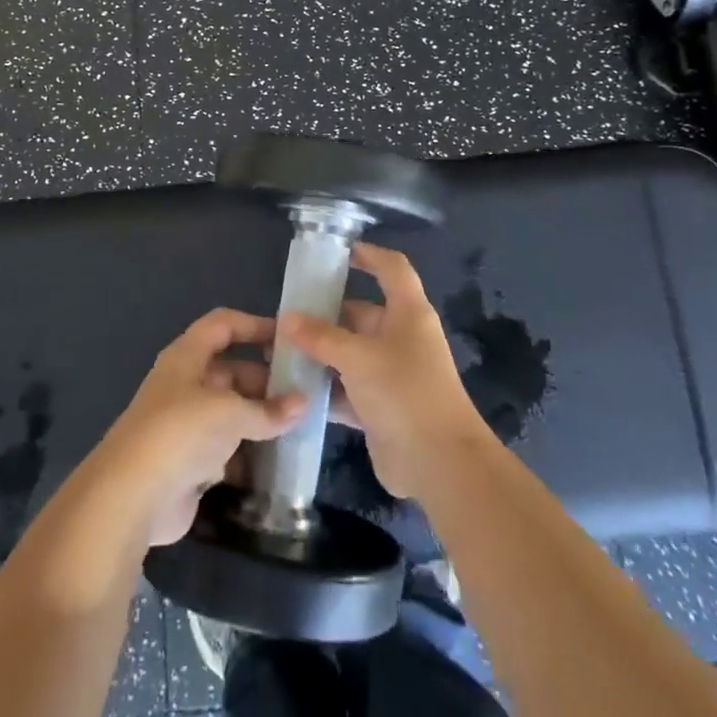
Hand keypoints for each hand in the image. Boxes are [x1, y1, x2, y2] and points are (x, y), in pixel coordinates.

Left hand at [99, 309, 305, 545]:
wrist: (132, 496)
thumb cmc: (180, 433)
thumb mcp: (230, 413)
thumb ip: (268, 410)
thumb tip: (303, 403)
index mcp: (187, 358)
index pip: (223, 326)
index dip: (254, 325)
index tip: (290, 339)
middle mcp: (185, 385)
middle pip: (231, 371)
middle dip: (266, 381)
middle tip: (305, 394)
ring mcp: (186, 426)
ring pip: (231, 413)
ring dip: (261, 420)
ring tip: (301, 426)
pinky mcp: (190, 463)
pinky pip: (228, 449)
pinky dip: (250, 454)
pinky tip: (280, 461)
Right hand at [279, 242, 488, 499]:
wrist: (439, 463)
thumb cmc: (405, 393)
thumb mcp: (359, 357)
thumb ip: (321, 337)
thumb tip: (287, 318)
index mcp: (408, 313)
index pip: (391, 268)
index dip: (367, 255)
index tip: (335, 252)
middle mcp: (400, 338)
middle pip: (360, 314)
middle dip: (323, 315)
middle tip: (283, 317)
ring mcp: (390, 374)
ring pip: (348, 354)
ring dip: (319, 355)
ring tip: (277, 352)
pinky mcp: (380, 407)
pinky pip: (346, 389)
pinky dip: (324, 389)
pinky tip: (291, 390)